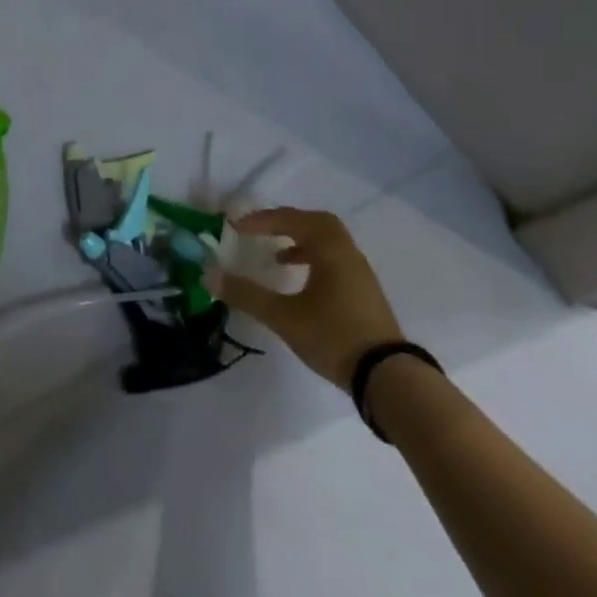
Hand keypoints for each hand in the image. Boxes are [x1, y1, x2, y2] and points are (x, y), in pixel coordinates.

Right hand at [210, 208, 402, 386]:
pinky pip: (335, 259)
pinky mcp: (364, 292)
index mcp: (330, 250)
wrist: (387, 377)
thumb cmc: (333, 337)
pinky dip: (314, 258)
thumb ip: (247, 295)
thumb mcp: (284, 317)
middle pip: (317, 222)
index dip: (262, 220)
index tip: (236, 228)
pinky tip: (300, 282)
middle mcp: (347, 253)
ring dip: (301, 240)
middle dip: (286, 222)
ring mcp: (359, 273)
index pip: (292, 220)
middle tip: (262, 230)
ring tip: (276, 257)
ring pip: (328, 241)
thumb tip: (209, 275)